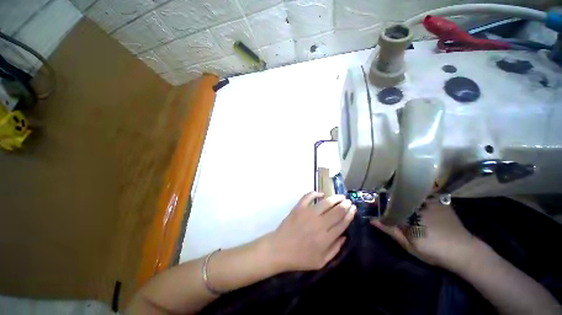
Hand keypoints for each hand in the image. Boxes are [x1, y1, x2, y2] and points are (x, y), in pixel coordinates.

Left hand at [265, 192, 355, 271]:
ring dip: (334, 198)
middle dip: (345, 205)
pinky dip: (315, 193)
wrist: (279, 249)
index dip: (350, 215)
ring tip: (340, 196)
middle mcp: (319, 224)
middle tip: (348, 201)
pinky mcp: (299, 208)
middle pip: (336, 211)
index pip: (342, 223)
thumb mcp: (320, 262)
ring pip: (325, 203)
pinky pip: (308, 197)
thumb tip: (344, 236)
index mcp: (326, 238)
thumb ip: (335, 250)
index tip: (353, 209)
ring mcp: (308, 214)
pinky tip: (321, 193)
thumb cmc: (300, 258)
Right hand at [371, 200, 477, 269]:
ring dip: (401, 196)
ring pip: (409, 193)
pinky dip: (414, 196)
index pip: (387, 202)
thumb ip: (390, 230)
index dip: (378, 202)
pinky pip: (422, 194)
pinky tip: (414, 201)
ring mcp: (429, 200)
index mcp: (408, 212)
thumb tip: (372, 219)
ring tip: (396, 200)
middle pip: (397, 195)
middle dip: (388, 197)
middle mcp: (417, 202)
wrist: (465, 252)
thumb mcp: (408, 244)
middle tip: (383, 202)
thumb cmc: (434, 250)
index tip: (372, 203)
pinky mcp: (439, 200)